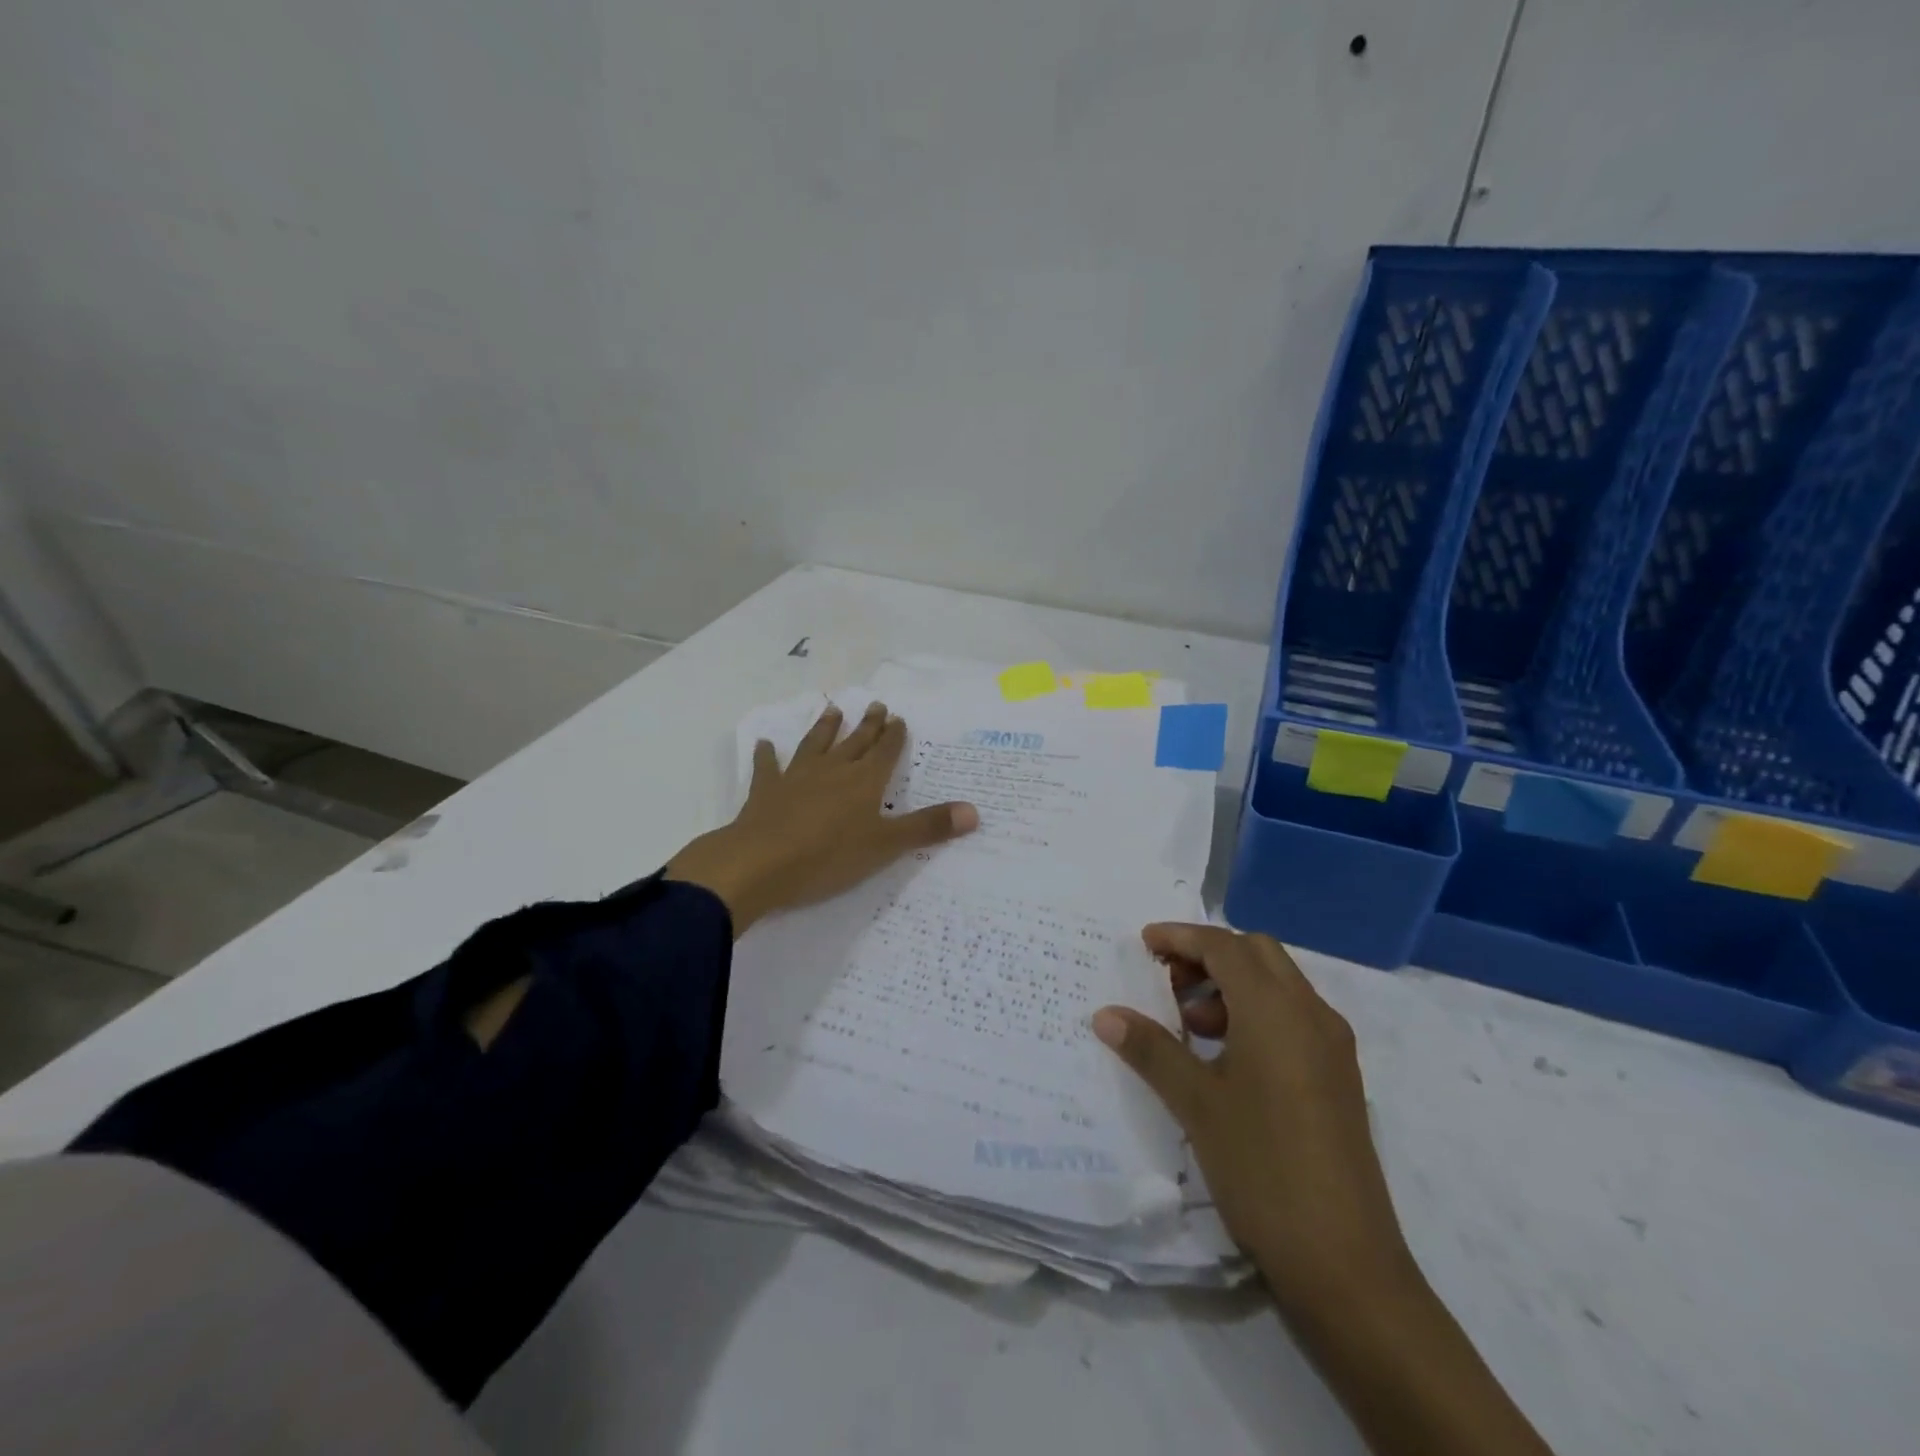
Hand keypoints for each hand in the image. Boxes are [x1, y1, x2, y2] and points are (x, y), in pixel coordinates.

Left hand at [666, 702, 977, 934]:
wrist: (760, 863)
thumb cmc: (828, 856)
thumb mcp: (885, 846)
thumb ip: (928, 828)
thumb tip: (975, 812)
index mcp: (864, 782)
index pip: (885, 752)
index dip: (894, 736)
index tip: (898, 718)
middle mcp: (833, 771)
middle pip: (854, 742)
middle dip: (868, 726)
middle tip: (875, 705)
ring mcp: (796, 777)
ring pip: (815, 745)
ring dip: (825, 728)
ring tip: (832, 710)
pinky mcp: (766, 791)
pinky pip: (768, 767)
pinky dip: (767, 755)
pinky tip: (764, 744)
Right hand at [1092, 923, 1413, 1313]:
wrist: (1345, 1262)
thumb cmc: (1261, 1167)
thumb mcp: (1196, 1102)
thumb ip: (1150, 1048)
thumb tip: (1106, 1014)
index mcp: (1276, 1009)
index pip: (1224, 946)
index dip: (1181, 937)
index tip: (1143, 943)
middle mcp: (1312, 1013)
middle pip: (1257, 953)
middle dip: (1209, 955)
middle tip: (1168, 982)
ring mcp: (1333, 1046)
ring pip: (1279, 984)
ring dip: (1233, 985)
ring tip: (1192, 1026)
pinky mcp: (1339, 1077)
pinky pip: (1293, 1017)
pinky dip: (1256, 1013)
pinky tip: (1227, 1058)